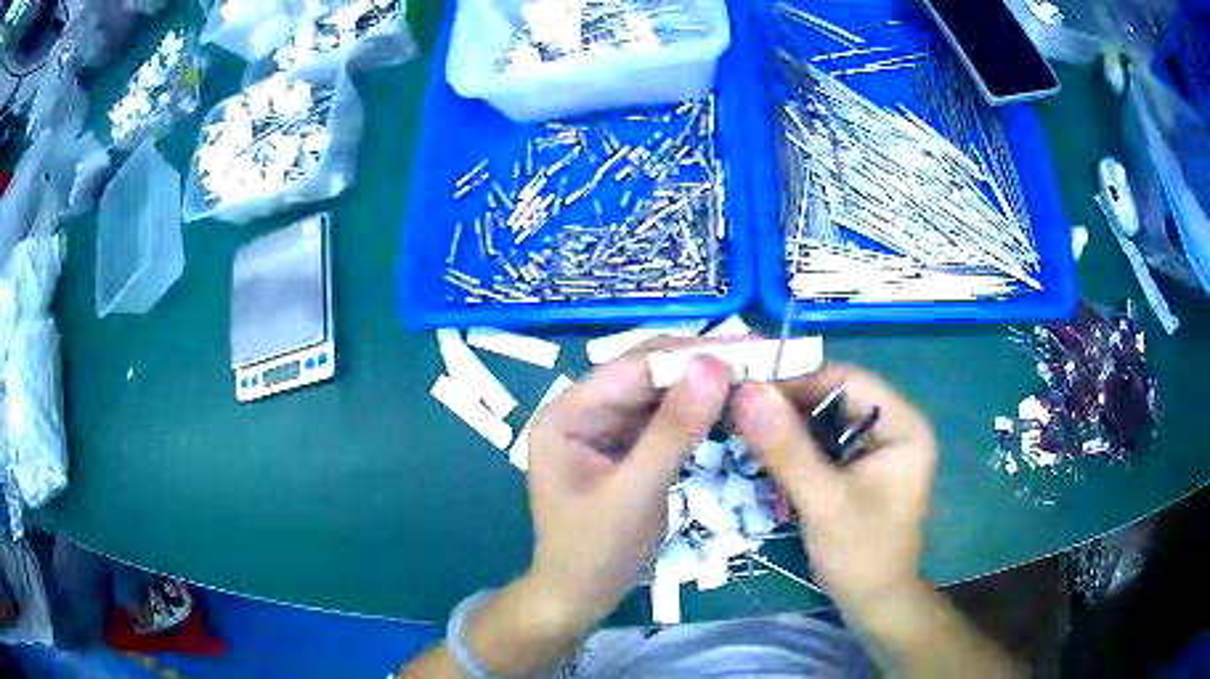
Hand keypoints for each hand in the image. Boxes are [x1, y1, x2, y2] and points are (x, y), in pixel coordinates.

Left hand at [524, 349, 731, 630]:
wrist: (579, 599)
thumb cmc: (594, 553)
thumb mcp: (635, 493)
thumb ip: (674, 430)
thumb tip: (714, 364)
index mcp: (567, 414)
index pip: (633, 367)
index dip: (690, 354)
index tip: (749, 347)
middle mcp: (581, 410)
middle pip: (646, 374)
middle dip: (700, 365)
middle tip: (760, 358)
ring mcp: (602, 428)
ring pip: (658, 393)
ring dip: (701, 385)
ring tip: (752, 374)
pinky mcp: (622, 447)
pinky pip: (661, 418)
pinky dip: (694, 411)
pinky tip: (726, 403)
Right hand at [732, 363, 937, 616]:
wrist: (874, 603)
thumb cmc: (860, 554)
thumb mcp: (823, 501)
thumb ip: (787, 448)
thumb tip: (748, 392)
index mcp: (903, 424)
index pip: (847, 379)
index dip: (798, 382)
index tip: (749, 397)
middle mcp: (895, 426)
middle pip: (836, 397)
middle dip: (790, 409)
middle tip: (742, 421)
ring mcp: (878, 447)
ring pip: (826, 420)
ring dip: (789, 431)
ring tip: (750, 441)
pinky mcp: (862, 467)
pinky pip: (825, 443)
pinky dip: (797, 450)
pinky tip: (770, 463)